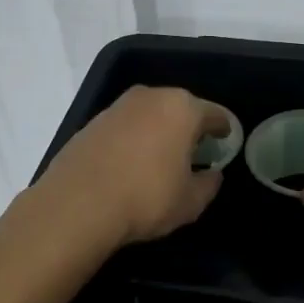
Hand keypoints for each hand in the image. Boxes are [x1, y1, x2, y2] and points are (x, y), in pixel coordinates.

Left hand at [37, 85, 233, 248]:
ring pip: (150, 114)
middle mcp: (151, 97)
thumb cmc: (146, 198)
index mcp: (182, 109)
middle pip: (180, 108)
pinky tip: (131, 162)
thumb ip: (208, 184)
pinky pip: (125, 126)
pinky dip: (133, 138)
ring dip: (159, 130)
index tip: (226, 140)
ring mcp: (118, 107)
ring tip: (162, 156)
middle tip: (195, 149)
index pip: (214, 114)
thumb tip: (212, 174)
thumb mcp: (190, 202)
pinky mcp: (92, 122)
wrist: (77, 205)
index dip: (223, 128)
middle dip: (189, 126)